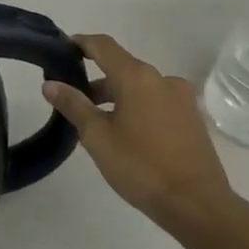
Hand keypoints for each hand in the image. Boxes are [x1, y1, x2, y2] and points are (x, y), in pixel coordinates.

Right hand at [42, 33, 235, 230]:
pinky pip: (156, 102)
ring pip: (140, 87)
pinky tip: (126, 133)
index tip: (62, 49)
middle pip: (122, 67)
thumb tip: (51, 84)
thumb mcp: (97, 136)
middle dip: (96, 79)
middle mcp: (162, 79)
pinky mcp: (192, 119)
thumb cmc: (141, 166)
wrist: (197, 205)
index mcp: (137, 77)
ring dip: (116, 96)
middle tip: (73, 99)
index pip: (103, 46)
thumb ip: (73, 105)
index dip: (81, 43)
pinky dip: (136, 107)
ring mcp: (181, 99)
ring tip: (97, 122)